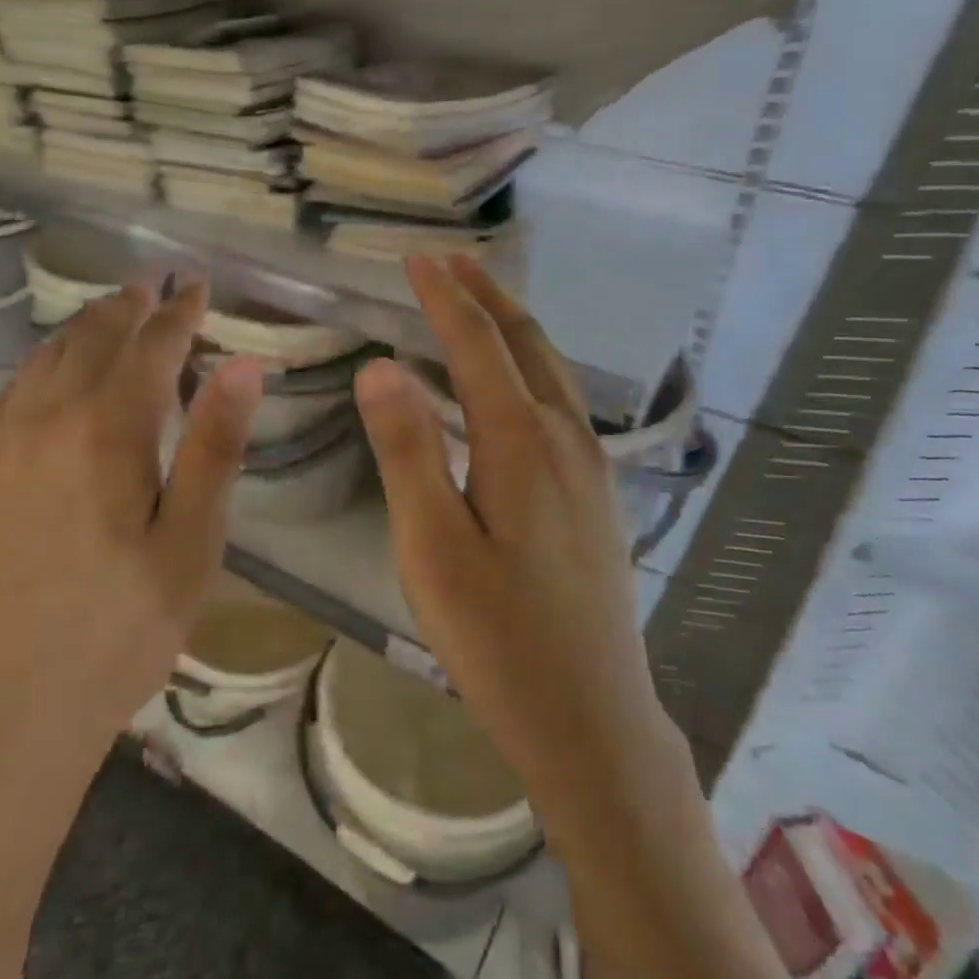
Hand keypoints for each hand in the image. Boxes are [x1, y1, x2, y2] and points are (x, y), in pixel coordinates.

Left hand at [0, 277, 263, 760]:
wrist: (5, 709)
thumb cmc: (119, 630)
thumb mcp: (190, 545)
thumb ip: (215, 448)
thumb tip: (242, 364)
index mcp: (107, 430)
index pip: (151, 347)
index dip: (180, 311)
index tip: (199, 284)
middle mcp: (47, 419)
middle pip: (93, 338)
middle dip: (130, 305)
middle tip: (156, 284)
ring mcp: (2, 445)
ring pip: (45, 357)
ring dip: (85, 326)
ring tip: (112, 311)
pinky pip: (11, 390)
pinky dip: (41, 361)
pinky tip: (49, 370)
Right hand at [354, 256, 675, 821]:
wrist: (592, 720)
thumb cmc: (497, 638)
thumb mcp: (432, 547)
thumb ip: (407, 451)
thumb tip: (380, 366)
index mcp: (522, 443)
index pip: (477, 345)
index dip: (444, 297)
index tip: (414, 258)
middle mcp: (567, 438)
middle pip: (527, 342)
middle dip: (485, 294)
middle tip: (447, 261)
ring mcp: (592, 466)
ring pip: (552, 369)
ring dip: (511, 325)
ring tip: (476, 300)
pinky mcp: (598, 493)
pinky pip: (562, 400)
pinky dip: (530, 364)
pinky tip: (514, 379)